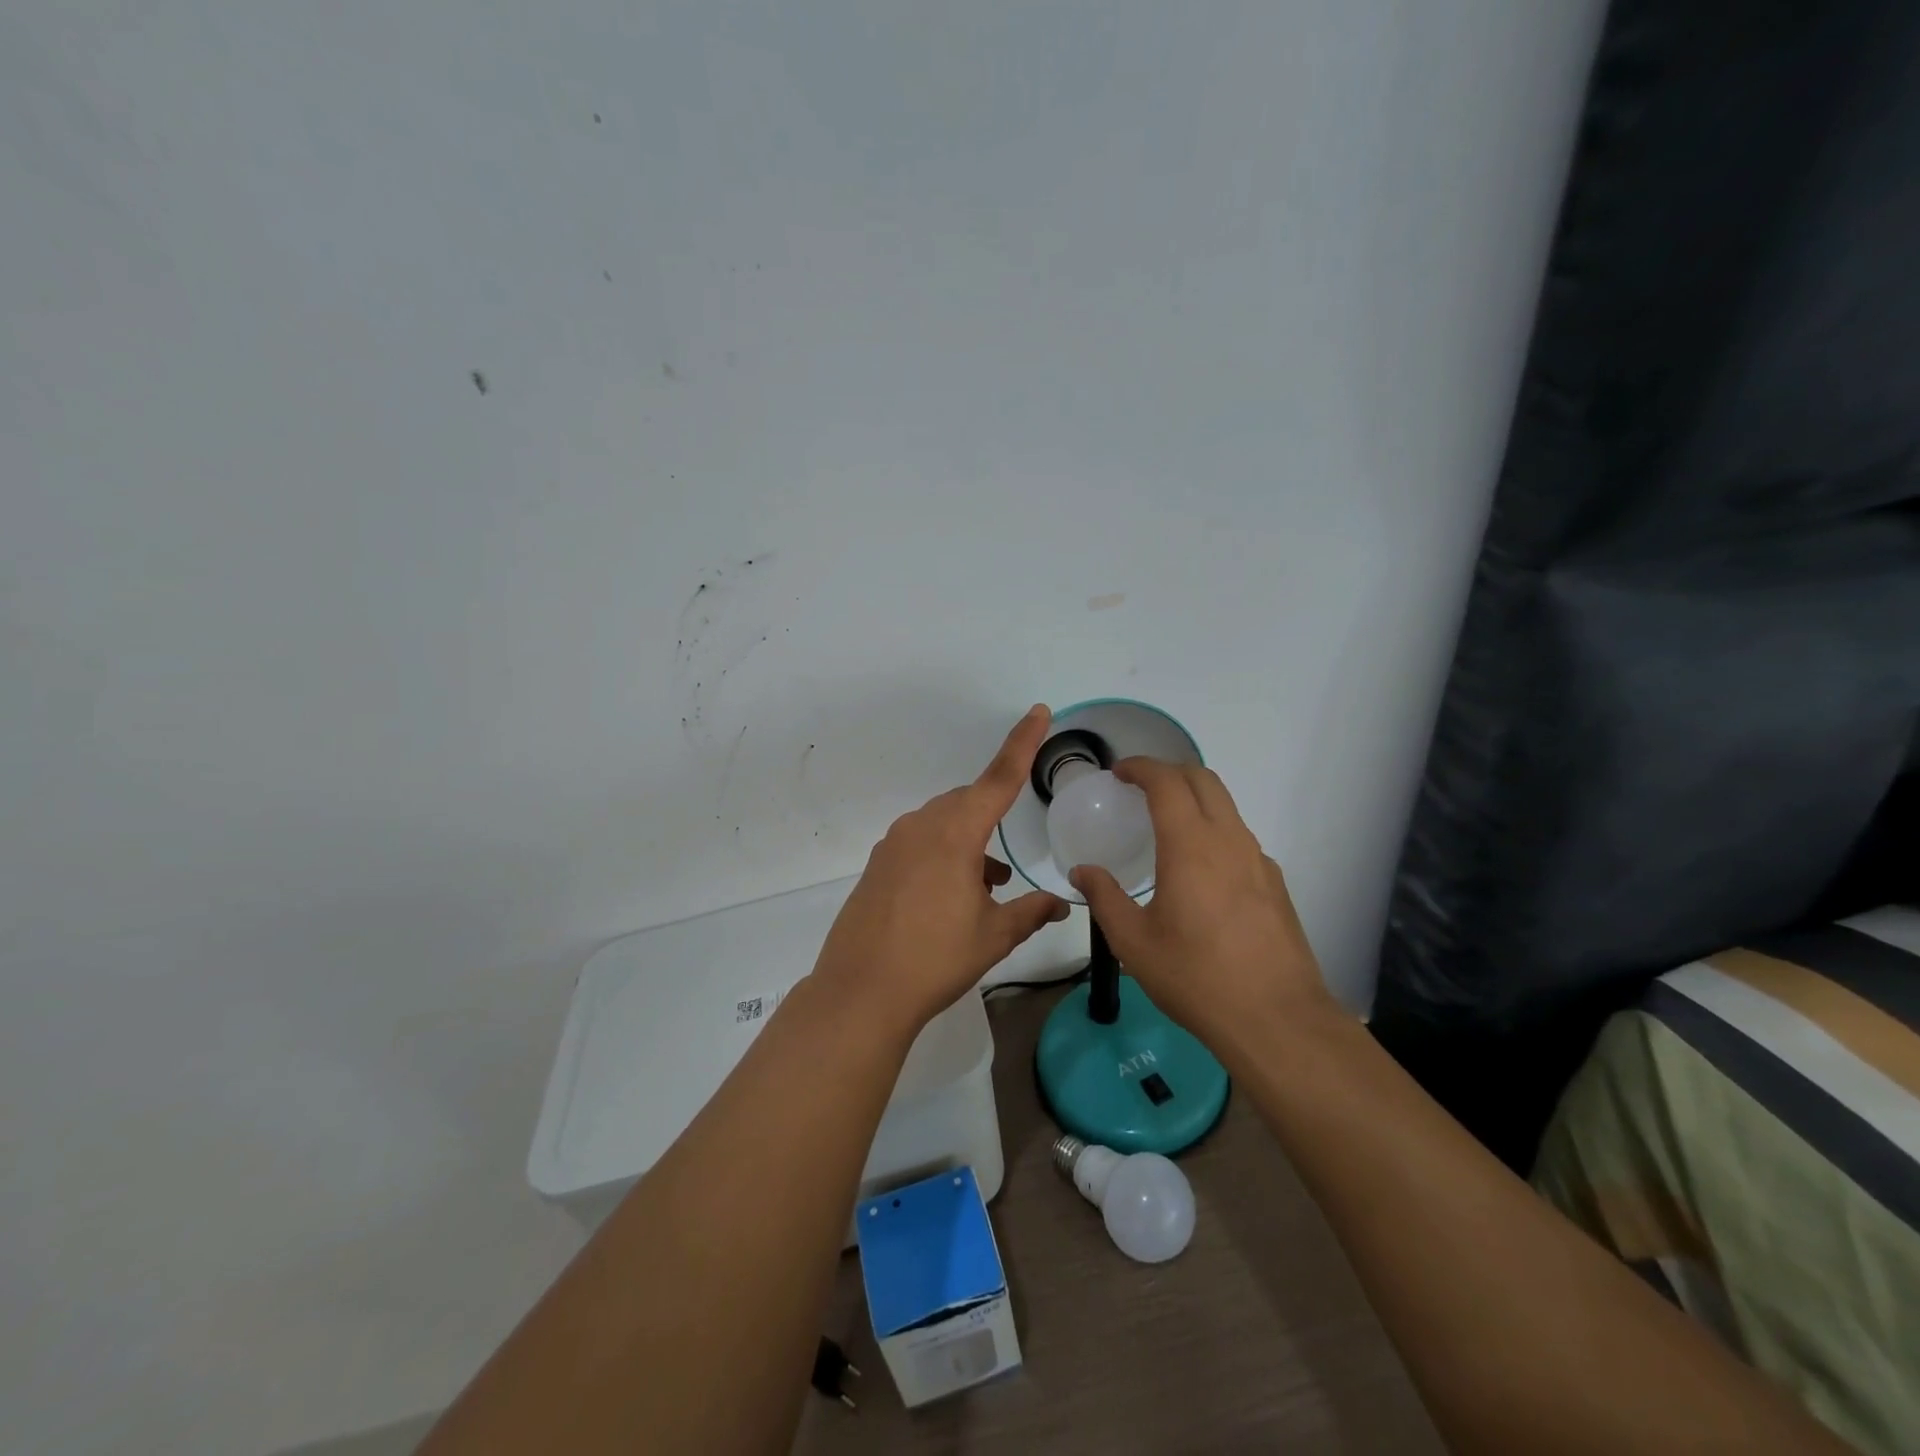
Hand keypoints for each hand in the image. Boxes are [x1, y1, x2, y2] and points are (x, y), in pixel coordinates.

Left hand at [812, 705, 1070, 1031]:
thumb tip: (1062, 904)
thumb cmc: (935, 959)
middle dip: (991, 820)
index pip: (998, 778)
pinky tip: (952, 898)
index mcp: (954, 833)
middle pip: (967, 803)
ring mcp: (894, 845)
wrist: (861, 991)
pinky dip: (943, 857)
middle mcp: (921, 827)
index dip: (1022, 743)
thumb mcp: (993, 936)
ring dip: (968, 846)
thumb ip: (1030, 912)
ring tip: (985, 890)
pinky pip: (920, 844)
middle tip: (1004, 869)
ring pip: (943, 825)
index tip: (1038, 711)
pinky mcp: (877, 865)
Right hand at [1070, 759, 1335, 1047]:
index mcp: (1190, 845)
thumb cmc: (1196, 977)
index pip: (1167, 782)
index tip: (1119, 772)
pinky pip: (1240, 837)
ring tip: (1165, 824)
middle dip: (1169, 771)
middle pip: (1203, 779)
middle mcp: (1229, 840)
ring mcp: (1258, 860)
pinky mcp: (1275, 883)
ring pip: (1226, 806)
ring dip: (1194, 798)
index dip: (1141, 767)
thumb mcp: (1133, 942)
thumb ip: (1104, 898)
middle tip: (1139, 787)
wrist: (1276, 1019)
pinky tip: (1199, 868)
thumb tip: (1082, 872)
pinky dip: (1214, 829)